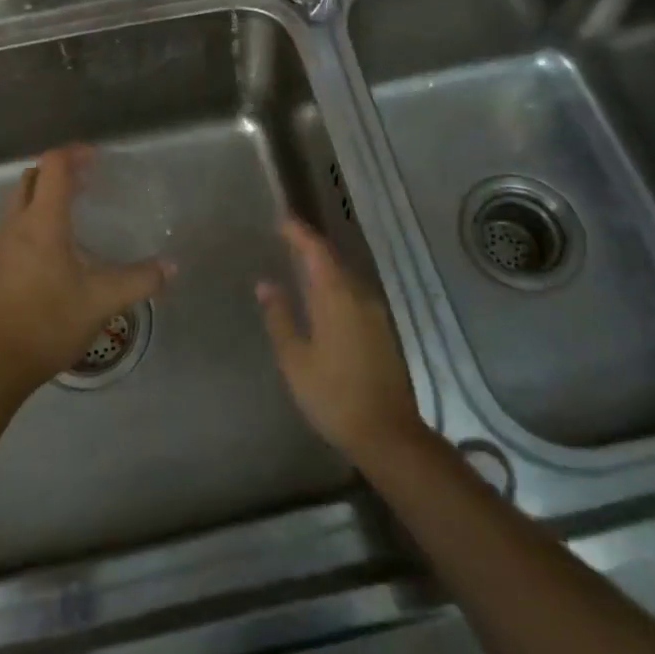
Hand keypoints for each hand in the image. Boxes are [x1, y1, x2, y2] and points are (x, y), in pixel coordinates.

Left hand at [0, 146, 171, 397]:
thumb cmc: (50, 322)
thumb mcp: (103, 300)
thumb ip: (141, 280)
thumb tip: (172, 267)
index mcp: (42, 222)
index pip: (53, 165)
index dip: (75, 154)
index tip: (99, 160)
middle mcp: (18, 224)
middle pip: (33, 176)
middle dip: (60, 170)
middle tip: (90, 181)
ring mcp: (2, 244)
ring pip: (21, 199)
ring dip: (46, 192)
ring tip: (77, 207)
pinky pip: (16, 221)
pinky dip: (37, 214)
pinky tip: (60, 244)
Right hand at [258, 219, 421, 460]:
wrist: (388, 433)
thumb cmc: (333, 396)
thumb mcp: (296, 359)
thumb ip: (280, 317)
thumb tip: (266, 284)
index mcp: (336, 297)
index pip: (317, 250)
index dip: (299, 232)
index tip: (280, 220)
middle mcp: (360, 296)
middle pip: (334, 259)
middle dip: (310, 246)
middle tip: (285, 239)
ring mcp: (375, 313)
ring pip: (346, 276)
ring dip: (324, 266)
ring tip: (299, 265)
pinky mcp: (383, 330)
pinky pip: (354, 293)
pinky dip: (335, 285)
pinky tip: (322, 298)